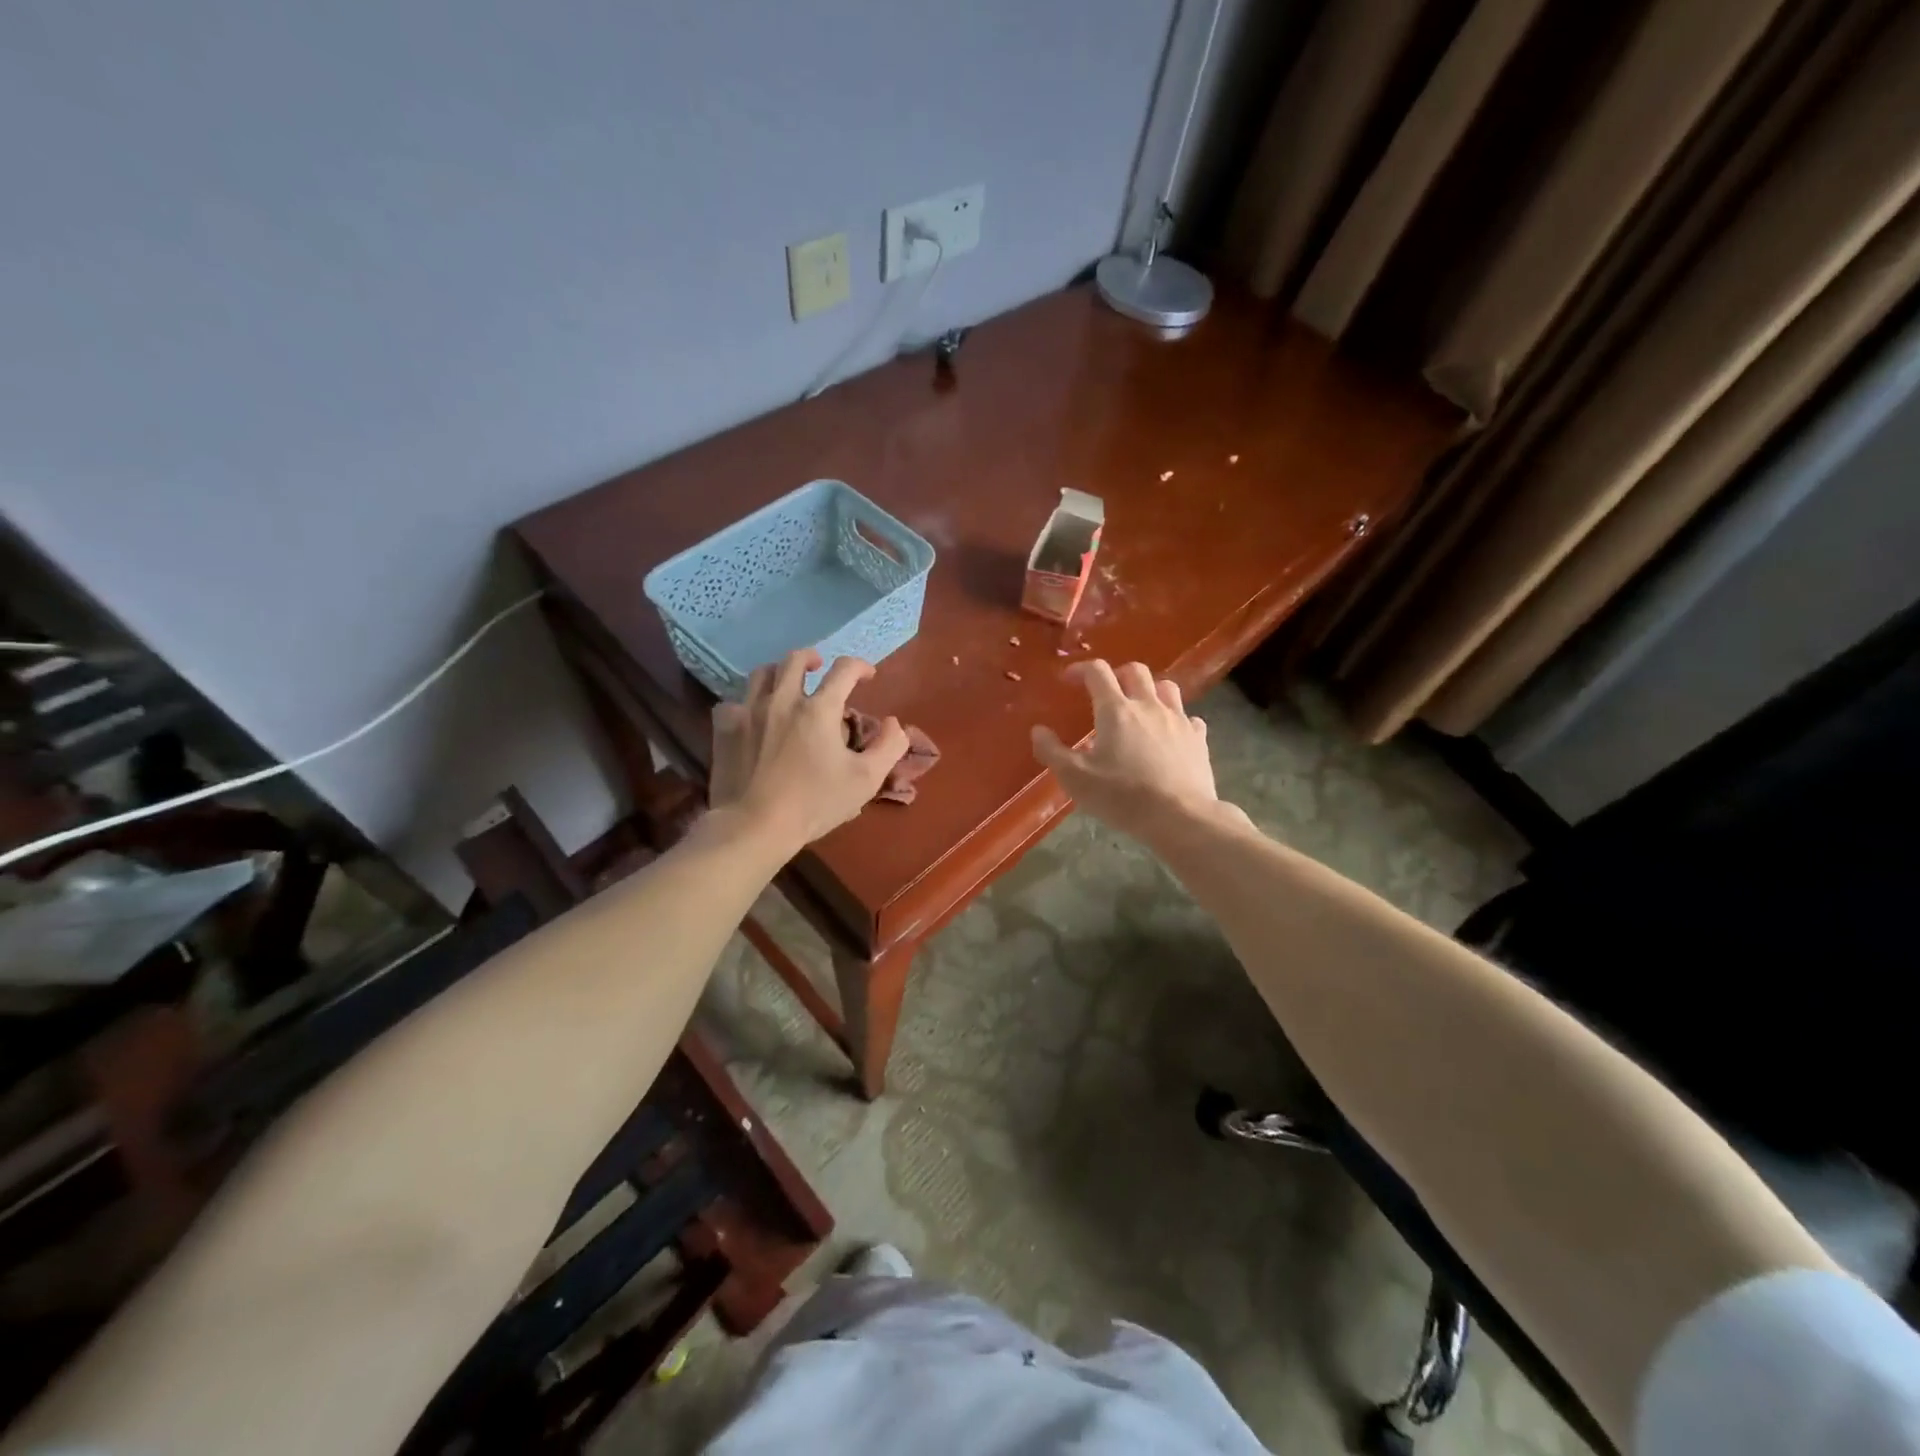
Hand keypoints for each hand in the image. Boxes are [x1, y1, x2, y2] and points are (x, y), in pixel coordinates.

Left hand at [709, 649, 908, 847]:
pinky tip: (752, 716)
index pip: (843, 669)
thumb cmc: (815, 803)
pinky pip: (733, 702)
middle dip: (813, 658)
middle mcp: (783, 699)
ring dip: (779, 673)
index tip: (867, 676)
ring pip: (762, 673)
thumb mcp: (866, 780)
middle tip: (820, 668)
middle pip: (795, 659)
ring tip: (786, 685)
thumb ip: (889, 747)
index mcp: (819, 709)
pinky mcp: (724, 728)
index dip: (860, 666)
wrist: (755, 825)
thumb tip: (894, 723)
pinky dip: (746, 703)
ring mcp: (749, 711)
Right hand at [1031, 660, 1219, 837]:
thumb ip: (1052, 751)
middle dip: (1117, 674)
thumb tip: (1038, 730)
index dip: (1080, 670)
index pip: (1097, 672)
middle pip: (1135, 671)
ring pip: (1166, 687)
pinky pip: (1188, 717)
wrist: (1180, 817)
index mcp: (1116, 710)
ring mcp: (1178, 720)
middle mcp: (1148, 706)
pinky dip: (1176, 719)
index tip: (1068, 680)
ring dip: (1150, 690)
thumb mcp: (1075, 778)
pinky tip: (1170, 734)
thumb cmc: (1122, 796)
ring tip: (1140, 707)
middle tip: (1105, 692)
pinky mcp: (1198, 739)